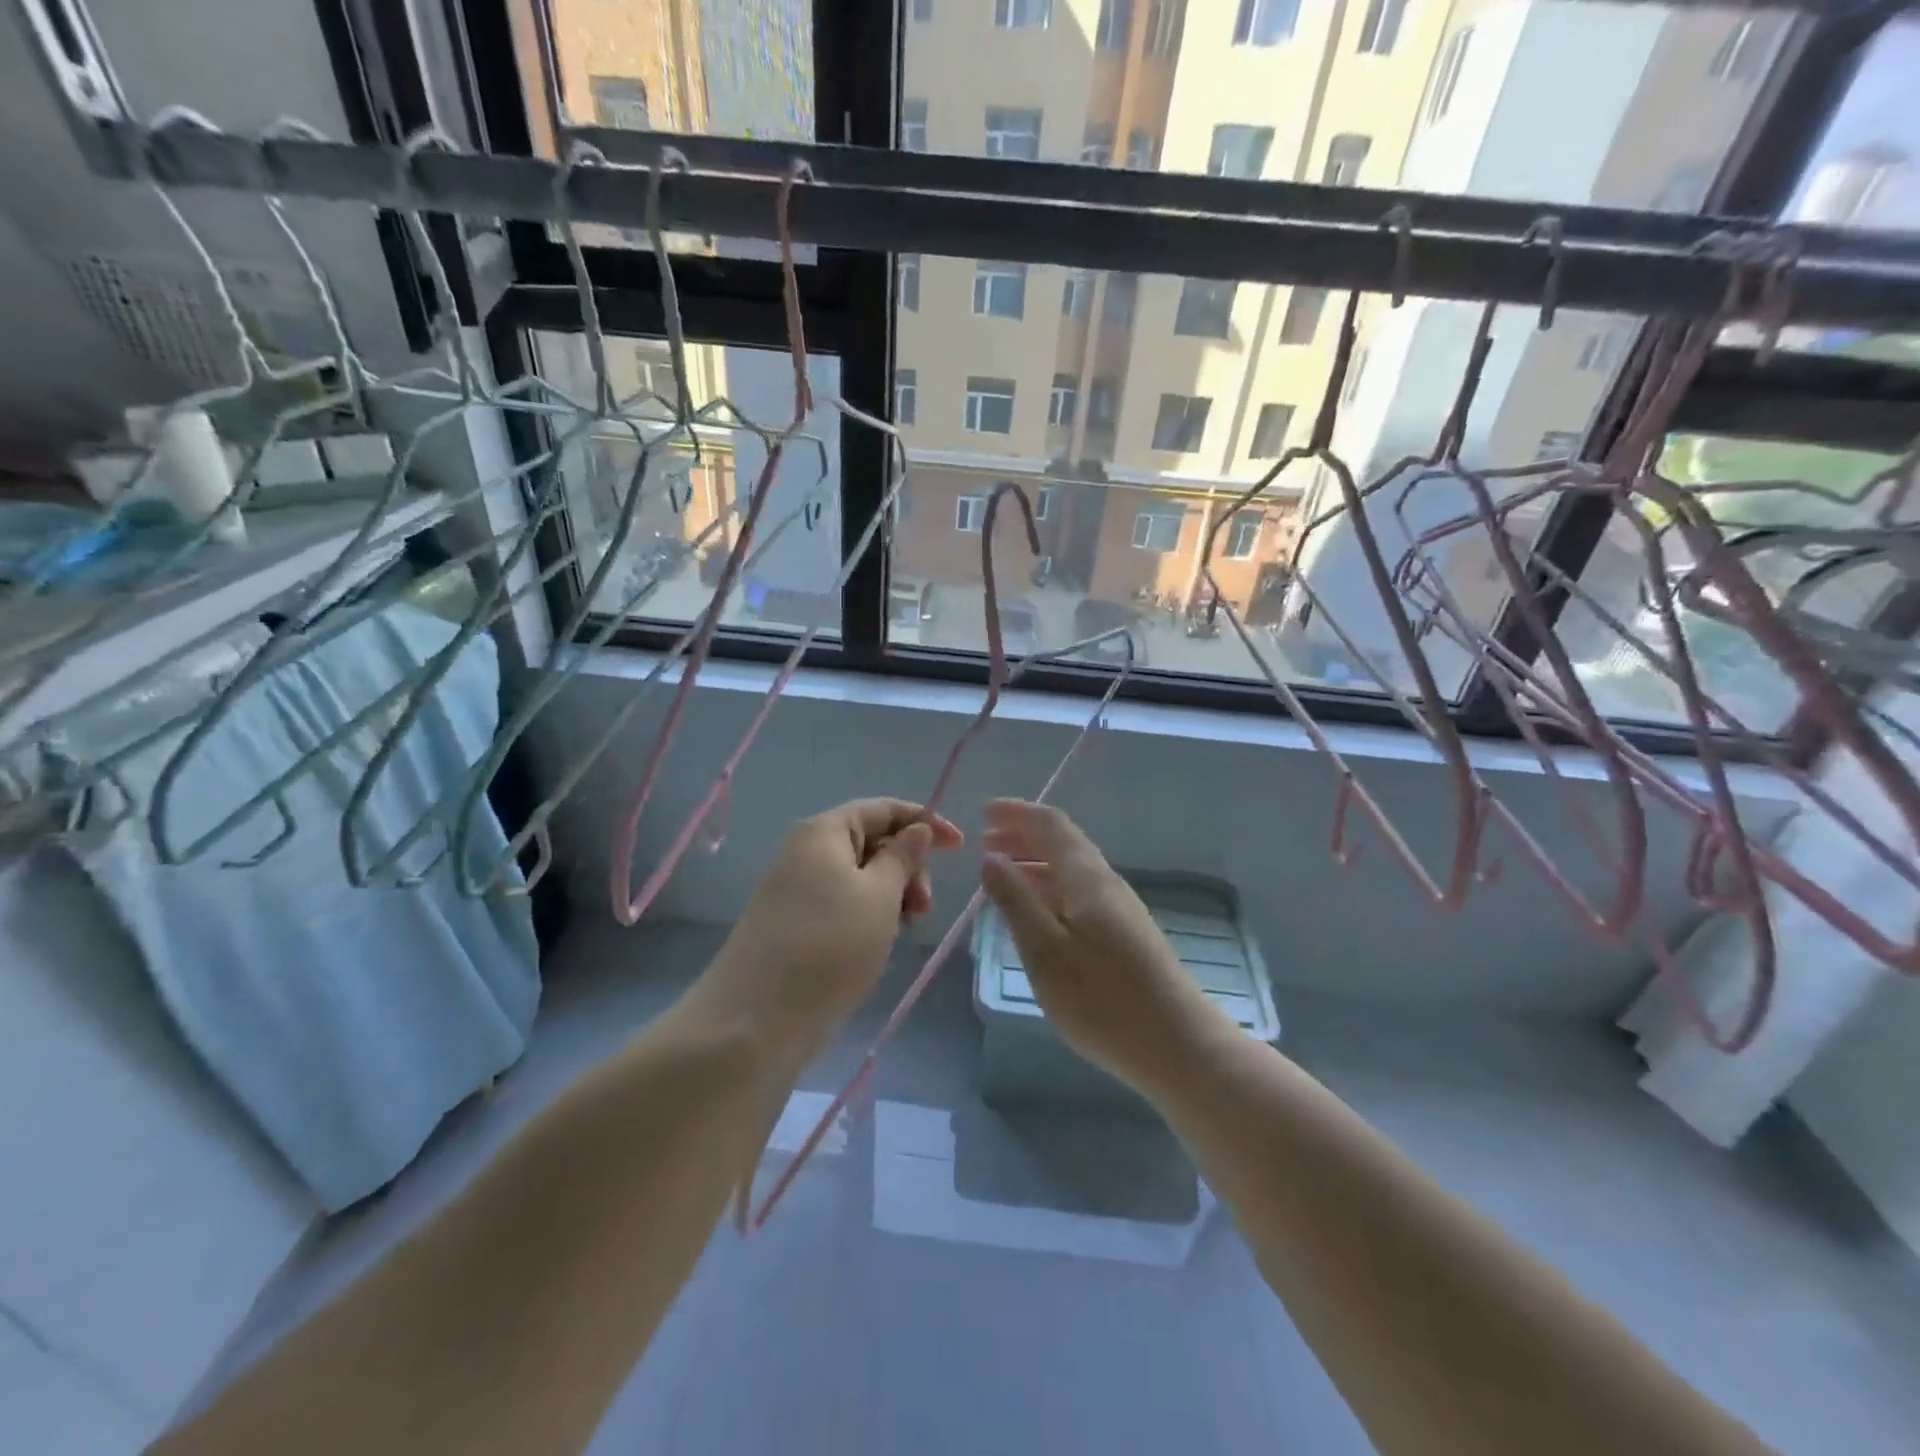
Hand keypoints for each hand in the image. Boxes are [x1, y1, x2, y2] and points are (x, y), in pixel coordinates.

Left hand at [695, 799, 962, 1058]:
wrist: (755, 1021)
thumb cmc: (829, 946)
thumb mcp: (880, 896)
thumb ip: (903, 857)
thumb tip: (917, 829)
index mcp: (823, 832)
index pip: (882, 809)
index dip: (924, 821)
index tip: (959, 846)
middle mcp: (805, 851)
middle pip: (870, 841)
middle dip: (906, 866)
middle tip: (925, 907)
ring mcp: (795, 889)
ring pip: (858, 876)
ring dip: (890, 894)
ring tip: (902, 929)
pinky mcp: (793, 923)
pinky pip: (841, 903)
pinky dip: (867, 914)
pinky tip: (878, 943)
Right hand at [980, 799, 1228, 1092]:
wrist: (1177, 1045)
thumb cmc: (1103, 999)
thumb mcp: (1045, 951)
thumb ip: (1016, 901)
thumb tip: (992, 859)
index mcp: (1087, 878)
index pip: (1051, 825)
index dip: (1017, 813)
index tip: (984, 811)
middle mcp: (1106, 883)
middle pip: (1063, 843)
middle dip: (1023, 835)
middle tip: (986, 840)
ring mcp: (1120, 909)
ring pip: (1071, 869)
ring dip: (1035, 862)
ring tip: (1001, 872)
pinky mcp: (1125, 935)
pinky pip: (1078, 893)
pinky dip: (1049, 888)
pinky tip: (1036, 911)